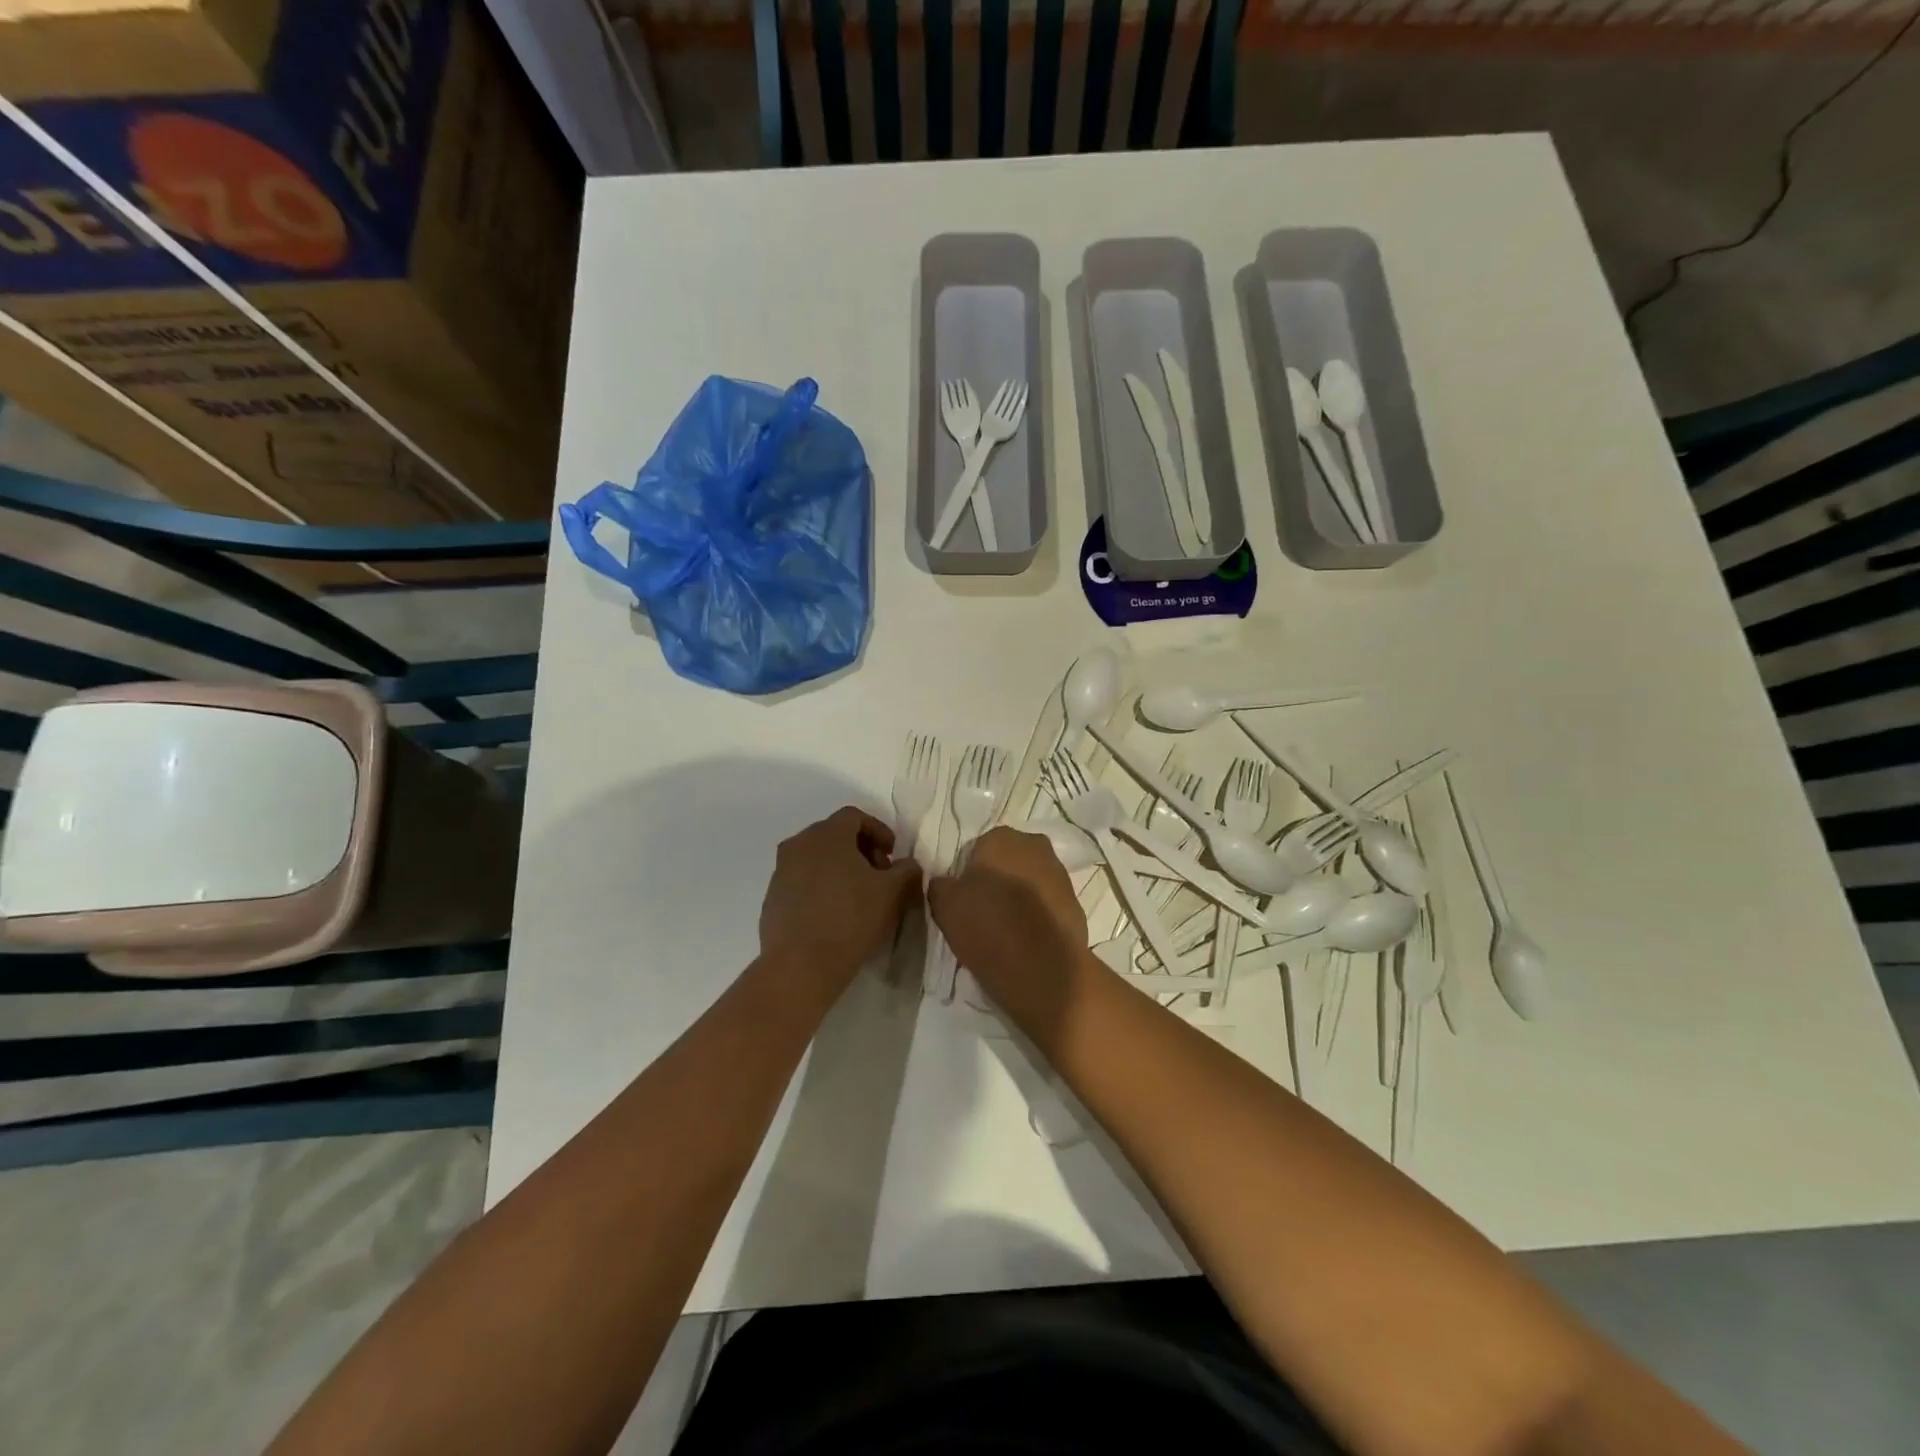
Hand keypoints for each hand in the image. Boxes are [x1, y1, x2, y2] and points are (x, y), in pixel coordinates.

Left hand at [759, 807, 921, 992]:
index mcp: (827, 835)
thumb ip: (906, 870)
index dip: (879, 830)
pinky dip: (821, 885)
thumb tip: (907, 864)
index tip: (893, 854)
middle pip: (834, 834)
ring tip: (858, 895)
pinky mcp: (772, 897)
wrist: (801, 965)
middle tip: (880, 874)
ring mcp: (780, 871)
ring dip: (840, 867)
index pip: (855, 816)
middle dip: (861, 849)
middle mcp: (798, 844)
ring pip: (816, 857)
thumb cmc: (851, 919)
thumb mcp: (892, 892)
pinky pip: (802, 880)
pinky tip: (834, 912)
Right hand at [928, 826, 1088, 1027]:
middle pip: (1010, 861)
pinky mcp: (1077, 904)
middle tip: (984, 911)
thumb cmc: (986, 924)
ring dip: (1021, 897)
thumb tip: (945, 883)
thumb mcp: (944, 904)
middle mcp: (1035, 846)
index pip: (978, 848)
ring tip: (1006, 930)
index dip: (970, 873)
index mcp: (1001, 837)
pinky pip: (1048, 906)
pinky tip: (1027, 941)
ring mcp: (1061, 875)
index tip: (965, 898)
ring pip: (1032, 881)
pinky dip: (1039, 917)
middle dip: (999, 880)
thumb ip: (941, 885)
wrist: (1040, 967)